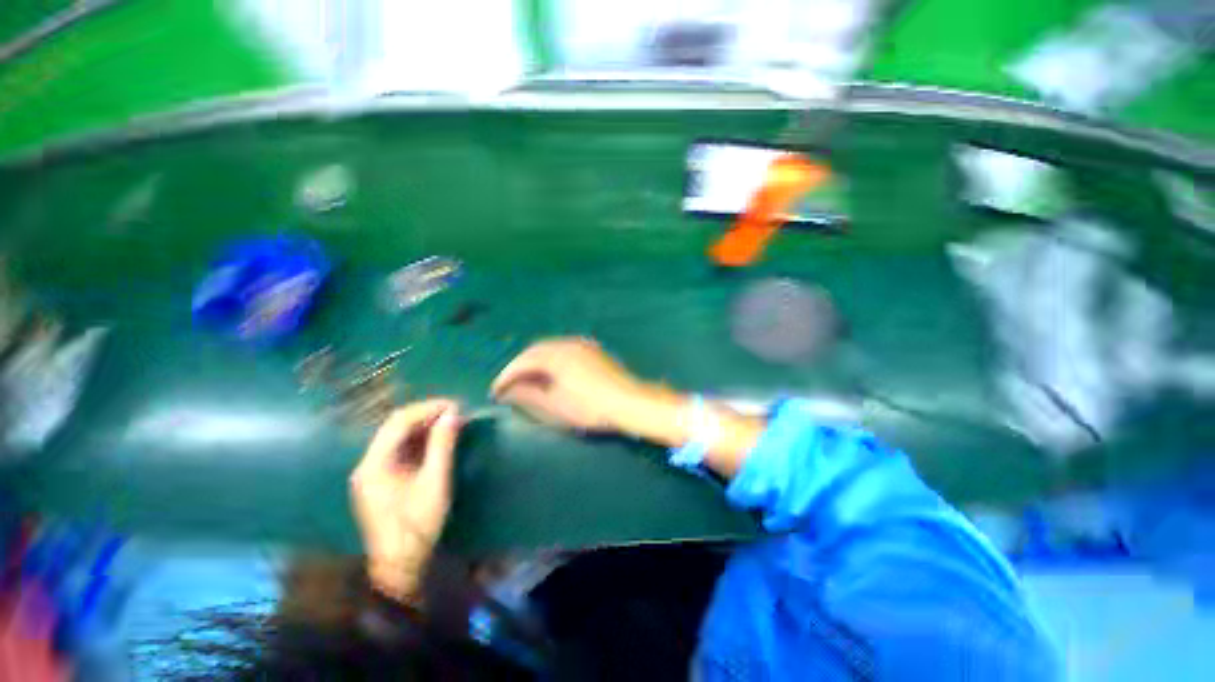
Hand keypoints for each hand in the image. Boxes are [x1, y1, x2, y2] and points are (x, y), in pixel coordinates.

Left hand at [350, 399, 460, 603]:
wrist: (400, 566)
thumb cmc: (418, 524)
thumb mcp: (435, 482)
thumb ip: (443, 445)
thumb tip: (454, 414)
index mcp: (375, 463)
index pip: (400, 421)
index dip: (429, 408)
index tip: (456, 406)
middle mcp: (369, 463)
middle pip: (396, 426)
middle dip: (427, 414)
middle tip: (456, 412)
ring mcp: (373, 472)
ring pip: (398, 436)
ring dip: (425, 426)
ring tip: (451, 422)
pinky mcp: (381, 480)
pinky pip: (400, 450)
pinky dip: (420, 440)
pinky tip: (438, 440)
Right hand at [490, 337, 647, 432]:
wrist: (628, 402)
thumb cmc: (590, 407)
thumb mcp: (555, 406)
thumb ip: (529, 395)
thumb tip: (509, 390)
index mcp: (556, 355)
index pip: (522, 362)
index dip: (506, 376)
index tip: (495, 391)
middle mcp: (567, 344)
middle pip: (535, 351)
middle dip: (519, 367)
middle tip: (509, 385)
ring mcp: (582, 345)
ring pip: (549, 348)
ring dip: (535, 362)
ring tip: (527, 380)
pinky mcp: (592, 350)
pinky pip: (563, 349)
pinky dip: (551, 360)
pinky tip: (551, 374)